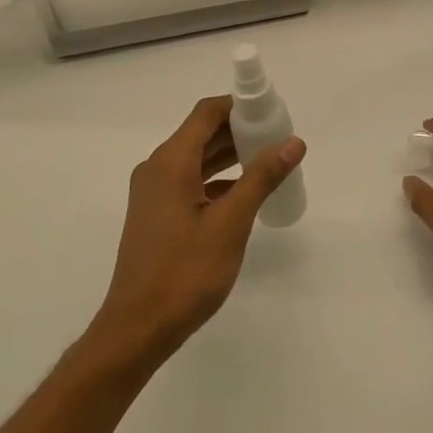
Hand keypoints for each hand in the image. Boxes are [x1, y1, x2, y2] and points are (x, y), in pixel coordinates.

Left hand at [90, 96, 305, 363]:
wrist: (138, 326)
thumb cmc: (185, 271)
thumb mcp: (230, 223)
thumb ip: (261, 178)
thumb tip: (293, 142)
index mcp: (170, 162)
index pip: (206, 113)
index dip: (239, 105)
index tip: (273, 111)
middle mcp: (157, 169)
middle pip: (201, 134)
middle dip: (240, 130)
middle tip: (279, 137)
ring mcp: (153, 193)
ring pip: (196, 159)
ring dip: (230, 156)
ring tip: (269, 160)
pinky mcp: (156, 214)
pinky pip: (190, 182)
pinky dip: (217, 180)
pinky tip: (244, 193)